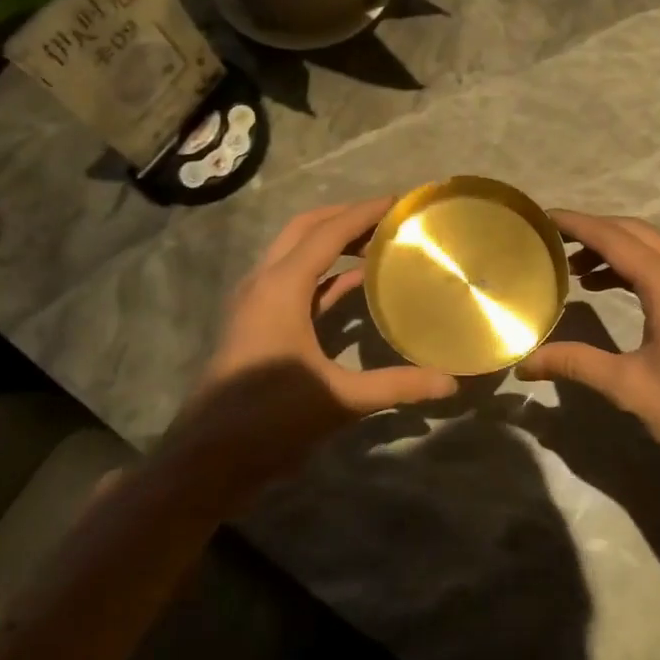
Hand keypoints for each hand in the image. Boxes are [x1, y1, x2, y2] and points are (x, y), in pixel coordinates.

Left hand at [163, 197, 457, 506]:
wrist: (208, 458)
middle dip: (346, 216)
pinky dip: (326, 274)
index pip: (328, 233)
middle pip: (306, 229)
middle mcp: (265, 282)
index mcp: (282, 287)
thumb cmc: (269, 418)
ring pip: (297, 253)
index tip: (400, 201)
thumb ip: (396, 386)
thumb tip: (450, 383)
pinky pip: (296, 283)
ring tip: (378, 241)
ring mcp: (258, 303)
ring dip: (333, 241)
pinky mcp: (259, 324)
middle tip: (389, 217)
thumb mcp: (339, 399)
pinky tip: (358, 282)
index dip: (365, 213)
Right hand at [518, 210, 659, 485]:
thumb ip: (576, 364)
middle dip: (594, 231)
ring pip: (656, 248)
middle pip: (636, 233)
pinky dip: (638, 267)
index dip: (577, 224)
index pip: (614, 239)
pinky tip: (614, 289)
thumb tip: (524, 363)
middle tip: (553, 241)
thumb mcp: (630, 388)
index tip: (542, 217)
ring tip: (575, 270)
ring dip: (616, 250)